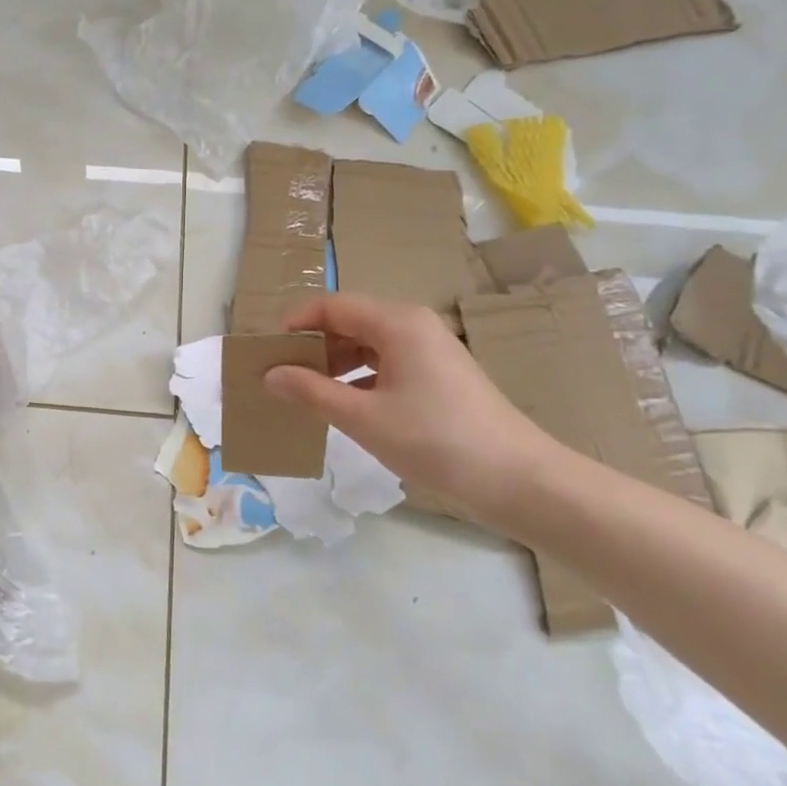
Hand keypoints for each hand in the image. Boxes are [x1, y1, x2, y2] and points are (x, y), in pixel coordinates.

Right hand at [263, 293, 560, 526]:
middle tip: (280, 375)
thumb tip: (270, 374)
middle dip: (311, 345)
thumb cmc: (436, 440)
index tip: (267, 352)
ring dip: (333, 363)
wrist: (519, 480)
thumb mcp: (363, 418)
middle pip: (348, 321)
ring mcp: (429, 350)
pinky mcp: (438, 375)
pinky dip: (358, 377)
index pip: (331, 306)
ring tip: (304, 393)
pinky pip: (386, 363)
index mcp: (396, 323)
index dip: (294, 323)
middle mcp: (413, 325)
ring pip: (366, 343)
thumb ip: (311, 391)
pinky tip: (343, 405)